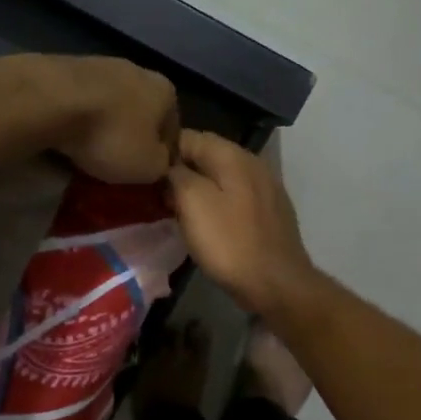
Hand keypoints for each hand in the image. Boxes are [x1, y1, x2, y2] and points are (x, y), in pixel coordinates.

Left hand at [0, 54, 178, 183]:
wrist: (50, 100)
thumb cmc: (110, 135)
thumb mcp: (148, 167)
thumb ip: (162, 166)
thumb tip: (159, 162)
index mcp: (166, 92)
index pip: (173, 130)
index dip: (162, 157)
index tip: (146, 175)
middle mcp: (139, 70)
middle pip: (141, 113)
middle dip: (131, 137)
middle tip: (117, 164)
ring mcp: (101, 64)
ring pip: (110, 105)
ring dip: (104, 125)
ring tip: (88, 151)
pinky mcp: (67, 66)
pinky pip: (81, 100)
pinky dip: (79, 117)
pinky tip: (67, 134)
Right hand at [166, 130, 318, 316]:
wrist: (276, 283)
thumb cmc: (230, 243)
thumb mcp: (193, 203)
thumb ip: (177, 175)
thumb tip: (169, 166)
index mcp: (234, 155)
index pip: (190, 136)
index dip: (164, 150)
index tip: (143, 170)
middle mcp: (253, 164)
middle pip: (207, 156)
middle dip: (181, 170)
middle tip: (155, 192)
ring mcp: (265, 188)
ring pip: (221, 179)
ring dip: (198, 189)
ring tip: (175, 208)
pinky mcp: (269, 213)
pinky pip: (235, 198)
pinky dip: (217, 204)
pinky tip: (205, 223)